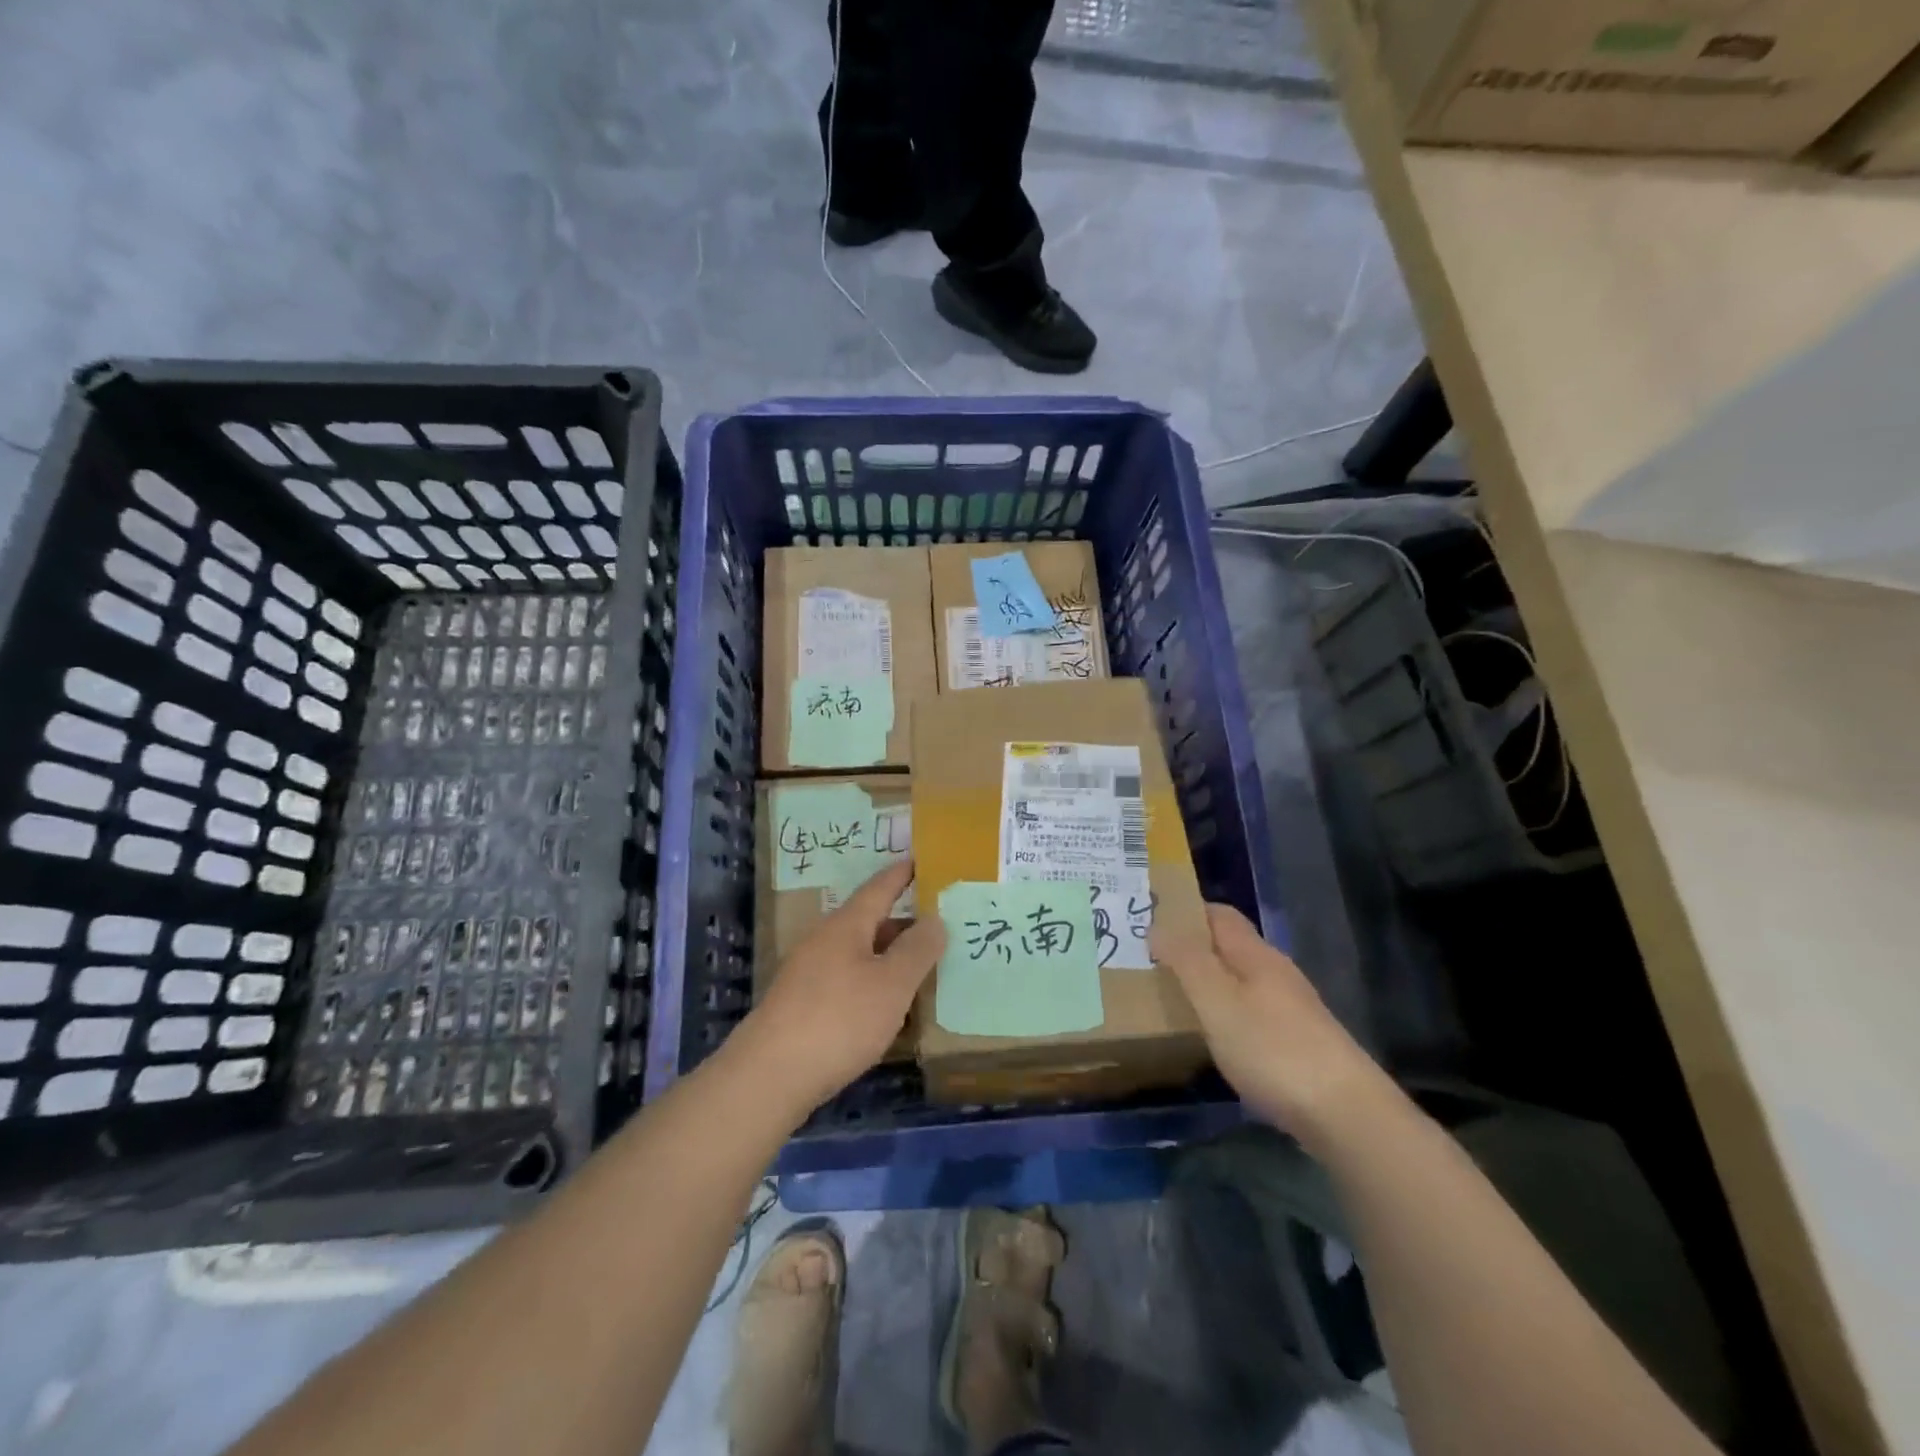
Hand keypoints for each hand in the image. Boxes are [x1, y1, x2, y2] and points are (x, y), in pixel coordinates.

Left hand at [731, 859, 945, 1116]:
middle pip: (869, 922)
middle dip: (903, 923)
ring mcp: (808, 974)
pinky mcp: (801, 1006)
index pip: (879, 888)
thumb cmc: (839, 1019)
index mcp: (846, 925)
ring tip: (922, 967)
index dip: (902, 874)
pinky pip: (846, 981)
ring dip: (888, 957)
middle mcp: (824, 941)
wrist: (768, 1076)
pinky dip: (872, 983)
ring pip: (858, 954)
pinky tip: (887, 1007)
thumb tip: (935, 919)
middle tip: (939, 925)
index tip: (921, 860)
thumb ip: (917, 950)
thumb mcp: (891, 984)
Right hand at [1155, 903, 1394, 1146]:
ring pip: (1242, 981)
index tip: (1151, 925)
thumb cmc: (1272, 1049)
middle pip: (1231, 947)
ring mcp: (1294, 1009)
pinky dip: (1229, 1014)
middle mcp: (1277, 973)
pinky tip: (1217, 1039)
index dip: (1187, 913)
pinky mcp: (1301, 1043)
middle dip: (1194, 950)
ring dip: (1210, 983)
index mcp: (1256, 955)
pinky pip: (1254, 1012)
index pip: (1220, 915)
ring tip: (1177, 1001)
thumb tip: (1158, 927)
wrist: (1347, 1115)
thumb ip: (1187, 961)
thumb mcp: (1217, 1001)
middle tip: (1154, 966)